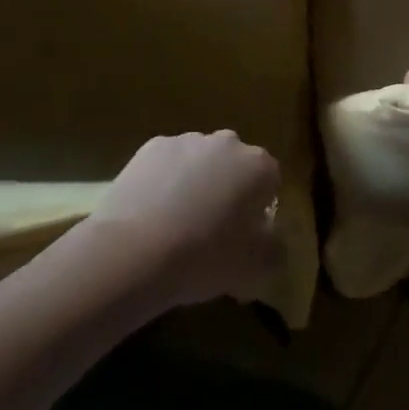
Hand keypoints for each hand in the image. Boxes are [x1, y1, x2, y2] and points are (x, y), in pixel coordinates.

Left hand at [88, 131, 280, 308]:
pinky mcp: (152, 147)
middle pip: (235, 165)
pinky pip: (167, 163)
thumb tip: (272, 241)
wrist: (134, 251)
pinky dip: (164, 181)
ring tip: (176, 225)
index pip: (270, 181)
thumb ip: (274, 251)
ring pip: (200, 161)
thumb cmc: (204, 258)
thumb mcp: (255, 269)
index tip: (244, 236)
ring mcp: (188, 141)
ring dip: (196, 183)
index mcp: (259, 166)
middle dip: (228, 189)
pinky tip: (151, 214)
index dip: (259, 209)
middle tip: (211, 230)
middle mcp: (228, 143)